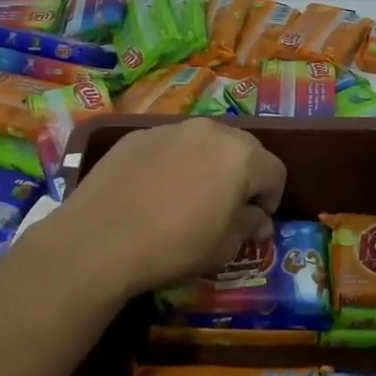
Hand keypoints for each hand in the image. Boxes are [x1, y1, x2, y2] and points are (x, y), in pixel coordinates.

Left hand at [50, 119, 286, 297]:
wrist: (99, 240)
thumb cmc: (175, 246)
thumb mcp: (223, 247)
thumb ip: (248, 226)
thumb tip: (259, 220)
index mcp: (241, 156)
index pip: (275, 172)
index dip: (271, 199)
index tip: (256, 223)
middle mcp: (210, 130)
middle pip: (241, 150)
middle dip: (241, 177)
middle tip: (226, 208)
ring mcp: (170, 129)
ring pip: (203, 144)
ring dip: (207, 166)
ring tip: (188, 198)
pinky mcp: (136, 135)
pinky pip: (169, 147)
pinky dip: (172, 164)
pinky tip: (154, 192)